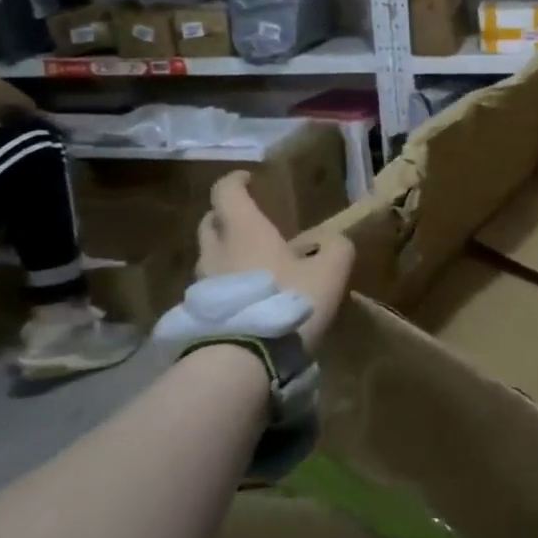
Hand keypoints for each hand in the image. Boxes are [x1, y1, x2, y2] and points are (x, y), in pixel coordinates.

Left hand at [195, 172, 353, 349]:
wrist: (244, 359)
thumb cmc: (287, 300)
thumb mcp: (329, 273)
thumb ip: (337, 249)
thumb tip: (335, 242)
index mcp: (244, 230)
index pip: (226, 192)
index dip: (236, 181)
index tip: (248, 178)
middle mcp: (216, 250)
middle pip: (210, 222)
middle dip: (226, 216)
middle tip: (248, 220)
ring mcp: (203, 283)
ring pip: (209, 256)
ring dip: (226, 253)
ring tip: (252, 263)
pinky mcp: (200, 313)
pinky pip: (211, 288)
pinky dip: (226, 284)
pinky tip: (247, 298)